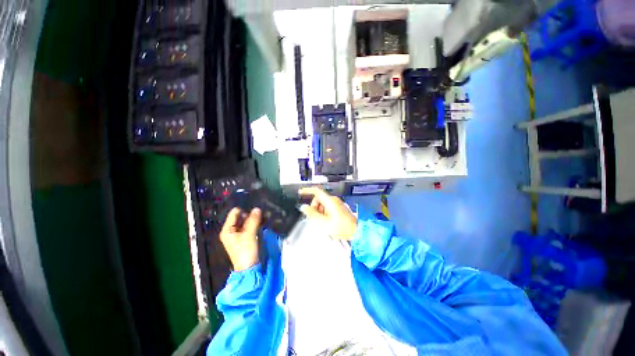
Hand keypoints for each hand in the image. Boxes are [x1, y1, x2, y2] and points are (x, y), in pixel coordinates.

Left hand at [219, 207, 261, 270]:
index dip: (244, 210)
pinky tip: (261, 223)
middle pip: (240, 217)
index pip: (234, 213)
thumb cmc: (246, 250)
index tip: (255, 212)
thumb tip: (257, 208)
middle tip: (260, 215)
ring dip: (254, 219)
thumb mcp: (250, 234)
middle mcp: (231, 230)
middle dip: (250, 215)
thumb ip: (253, 220)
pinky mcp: (244, 237)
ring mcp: (238, 234)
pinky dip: (255, 224)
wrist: (249, 267)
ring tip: (262, 219)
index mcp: (227, 229)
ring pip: (246, 221)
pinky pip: (249, 226)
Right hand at [298, 187, 356, 240]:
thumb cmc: (343, 227)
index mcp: (330, 201)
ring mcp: (336, 204)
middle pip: (318, 200)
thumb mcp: (323, 223)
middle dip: (314, 208)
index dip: (307, 190)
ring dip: (319, 212)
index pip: (316, 191)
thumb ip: (312, 214)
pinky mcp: (338, 208)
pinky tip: (327, 222)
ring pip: (322, 205)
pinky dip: (324, 214)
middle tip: (316, 218)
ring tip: (323, 222)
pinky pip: (327, 208)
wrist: (355, 231)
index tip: (301, 192)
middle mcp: (333, 200)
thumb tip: (304, 208)